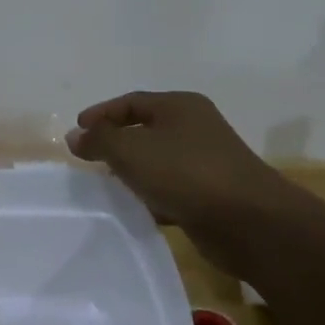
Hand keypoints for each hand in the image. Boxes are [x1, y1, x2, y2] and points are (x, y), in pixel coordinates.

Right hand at [66, 91, 298, 271]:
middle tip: (89, 158)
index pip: (131, 101)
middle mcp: (196, 127)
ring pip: (158, 160)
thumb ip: (99, 140)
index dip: (100, 114)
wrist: (249, 222)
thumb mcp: (131, 150)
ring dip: (132, 170)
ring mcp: (207, 160)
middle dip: (115, 142)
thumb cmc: (185, 174)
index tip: (77, 132)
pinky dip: (151, 194)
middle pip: (145, 128)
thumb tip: (75, 136)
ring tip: (107, 184)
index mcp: (180, 106)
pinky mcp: (212, 193)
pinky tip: (136, 208)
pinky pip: (171, 187)